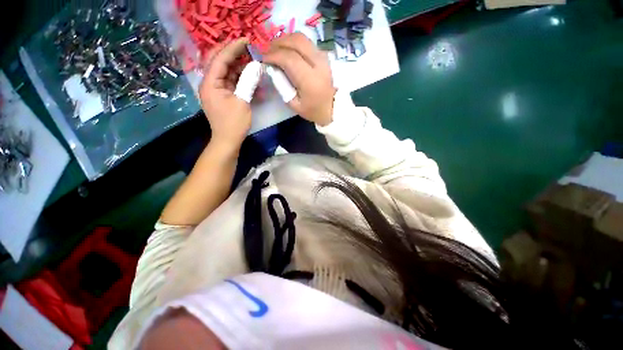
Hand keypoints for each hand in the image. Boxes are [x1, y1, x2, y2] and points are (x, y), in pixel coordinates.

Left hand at [199, 38, 251, 150]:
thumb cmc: (234, 123)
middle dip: (234, 53)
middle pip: (220, 61)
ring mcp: (216, 90)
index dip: (233, 47)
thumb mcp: (242, 102)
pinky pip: (231, 82)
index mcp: (210, 83)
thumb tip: (256, 66)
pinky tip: (252, 79)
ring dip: (240, 67)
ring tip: (253, 63)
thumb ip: (248, 81)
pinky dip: (241, 79)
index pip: (220, 58)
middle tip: (249, 49)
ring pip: (227, 72)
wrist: (228, 141)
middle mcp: (210, 83)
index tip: (246, 40)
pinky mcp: (223, 96)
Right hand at [264, 33, 335, 125]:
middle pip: (296, 41)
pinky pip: (307, 43)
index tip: (263, 59)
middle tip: (267, 51)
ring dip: (286, 40)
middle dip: (278, 43)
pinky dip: (294, 43)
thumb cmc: (313, 110)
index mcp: (310, 79)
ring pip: (302, 38)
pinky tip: (288, 51)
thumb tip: (272, 68)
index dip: (273, 55)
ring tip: (276, 49)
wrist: (332, 109)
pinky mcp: (324, 55)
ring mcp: (323, 57)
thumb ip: (282, 86)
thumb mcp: (294, 104)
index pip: (289, 58)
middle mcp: (318, 63)